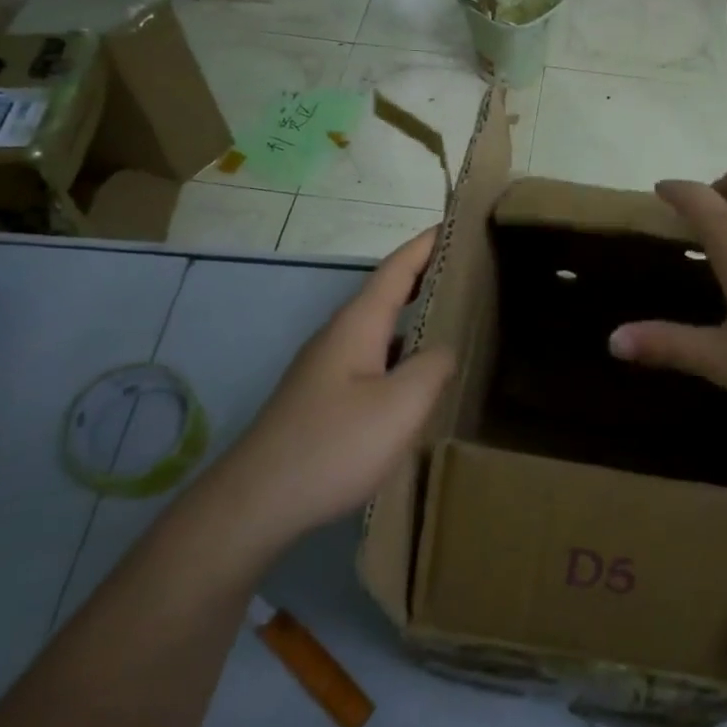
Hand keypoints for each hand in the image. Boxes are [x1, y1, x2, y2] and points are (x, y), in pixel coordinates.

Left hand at [224, 229, 454, 542]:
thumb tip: (445, 348)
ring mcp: (327, 367)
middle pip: (387, 292)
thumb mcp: (400, 405)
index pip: (397, 268)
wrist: (256, 501)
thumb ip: (433, 367)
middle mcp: (339, 336)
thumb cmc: (333, 445)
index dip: (427, 244)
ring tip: (455, 316)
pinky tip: (417, 374)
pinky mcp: (323, 396)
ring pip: (379, 327)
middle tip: (470, 271)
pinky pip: (372, 356)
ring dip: (414, 314)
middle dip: (426, 275)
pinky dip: (401, 349)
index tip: (459, 225)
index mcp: (357, 325)